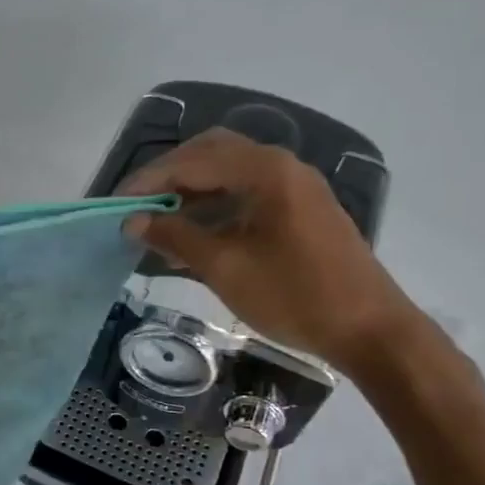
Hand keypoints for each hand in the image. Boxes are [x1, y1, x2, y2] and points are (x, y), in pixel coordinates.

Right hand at [118, 128, 420, 376]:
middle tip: (136, 208)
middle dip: (168, 178)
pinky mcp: (300, 209)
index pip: (191, 161)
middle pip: (210, 155)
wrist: (369, 329)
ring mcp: (294, 186)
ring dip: (190, 192)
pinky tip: (193, 234)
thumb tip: (132, 221)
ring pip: (228, 174)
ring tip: (157, 223)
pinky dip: (214, 206)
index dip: (148, 181)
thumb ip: (175, 237)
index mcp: (264, 171)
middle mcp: (280, 166)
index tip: (115, 206)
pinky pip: (246, 193)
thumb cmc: (293, 295)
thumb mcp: (224, 267)